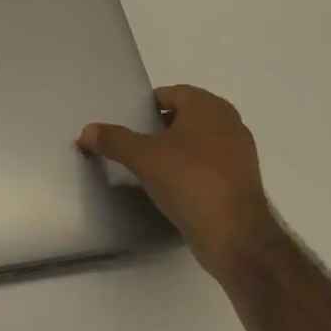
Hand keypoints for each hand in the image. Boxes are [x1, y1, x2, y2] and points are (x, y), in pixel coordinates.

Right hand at [79, 85, 274, 270]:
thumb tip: (86, 131)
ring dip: (177, 150)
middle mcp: (228, 121)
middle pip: (184, 116)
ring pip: (198, 141)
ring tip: (151, 167)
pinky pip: (210, 164)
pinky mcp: (243, 179)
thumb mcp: (142, 157)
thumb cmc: (189, 181)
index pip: (169, 94)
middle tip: (136, 145)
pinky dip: (192, 169)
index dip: (146, 108)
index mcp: (207, 106)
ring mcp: (240, 151)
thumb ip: (113, 140)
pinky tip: (174, 187)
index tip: (129, 126)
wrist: (235, 236)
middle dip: (160, 128)